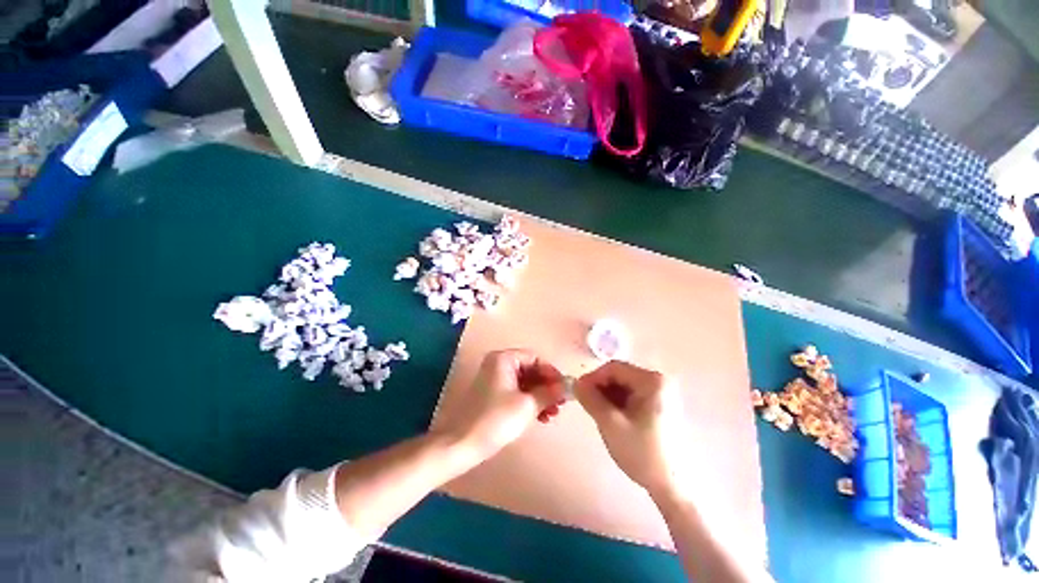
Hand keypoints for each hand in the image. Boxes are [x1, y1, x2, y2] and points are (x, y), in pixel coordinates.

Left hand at [435, 350, 564, 460]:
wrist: (464, 443)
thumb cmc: (497, 419)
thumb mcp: (528, 405)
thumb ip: (549, 392)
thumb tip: (565, 387)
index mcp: (504, 359)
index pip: (535, 358)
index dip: (551, 373)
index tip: (563, 389)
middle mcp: (498, 363)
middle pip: (530, 370)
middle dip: (546, 387)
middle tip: (560, 403)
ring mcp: (494, 378)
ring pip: (524, 382)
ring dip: (540, 396)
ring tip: (552, 414)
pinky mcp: (492, 393)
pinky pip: (516, 391)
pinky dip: (529, 401)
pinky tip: (539, 416)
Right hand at [575, 361, 690, 497]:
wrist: (672, 487)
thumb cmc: (642, 453)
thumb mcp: (610, 424)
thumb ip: (590, 399)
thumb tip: (575, 383)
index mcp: (652, 381)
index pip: (613, 368)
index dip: (593, 378)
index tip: (578, 392)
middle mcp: (659, 382)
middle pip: (620, 375)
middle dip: (600, 388)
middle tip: (587, 404)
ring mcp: (662, 394)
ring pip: (624, 386)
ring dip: (608, 396)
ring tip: (598, 414)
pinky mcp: (660, 406)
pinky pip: (633, 396)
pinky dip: (618, 403)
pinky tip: (612, 418)